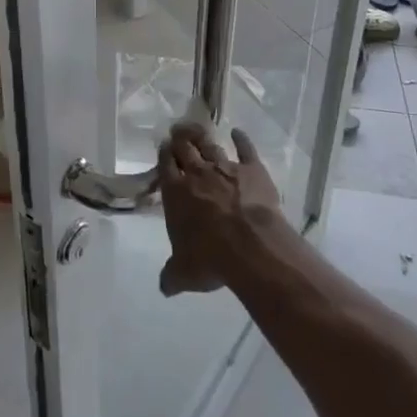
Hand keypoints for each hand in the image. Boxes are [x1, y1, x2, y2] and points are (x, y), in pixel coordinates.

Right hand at [156, 123, 282, 296]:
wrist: (249, 245)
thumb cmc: (210, 258)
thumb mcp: (183, 273)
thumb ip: (171, 276)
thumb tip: (165, 287)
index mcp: (176, 192)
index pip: (166, 166)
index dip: (164, 155)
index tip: (163, 147)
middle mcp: (198, 174)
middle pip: (185, 148)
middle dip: (179, 138)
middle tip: (177, 131)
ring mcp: (226, 168)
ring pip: (210, 145)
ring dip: (202, 137)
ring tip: (197, 129)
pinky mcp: (252, 169)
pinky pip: (246, 149)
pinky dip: (241, 139)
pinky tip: (238, 133)